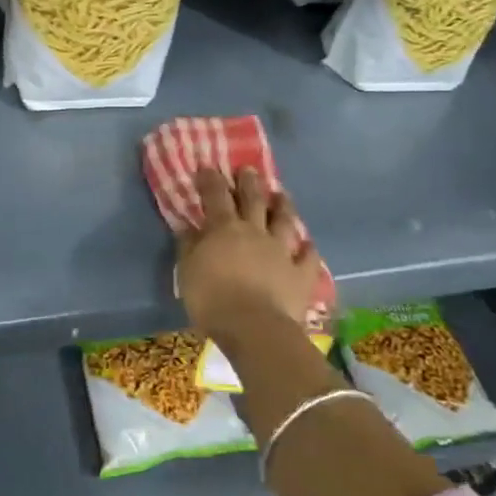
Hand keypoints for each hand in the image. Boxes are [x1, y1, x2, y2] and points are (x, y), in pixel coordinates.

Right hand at [176, 168, 318, 345]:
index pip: (216, 196)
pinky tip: (308, 244)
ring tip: (282, 194)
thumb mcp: (187, 271)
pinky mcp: (301, 274)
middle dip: (249, 183)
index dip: (211, 180)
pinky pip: (308, 257)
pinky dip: (308, 249)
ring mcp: (282, 251)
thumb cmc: (211, 298)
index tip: (208, 168)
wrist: (254, 327)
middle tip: (249, 170)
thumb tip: (188, 227)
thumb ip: (189, 246)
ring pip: (284, 221)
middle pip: (253, 200)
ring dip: (283, 206)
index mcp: (224, 229)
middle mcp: (255, 232)